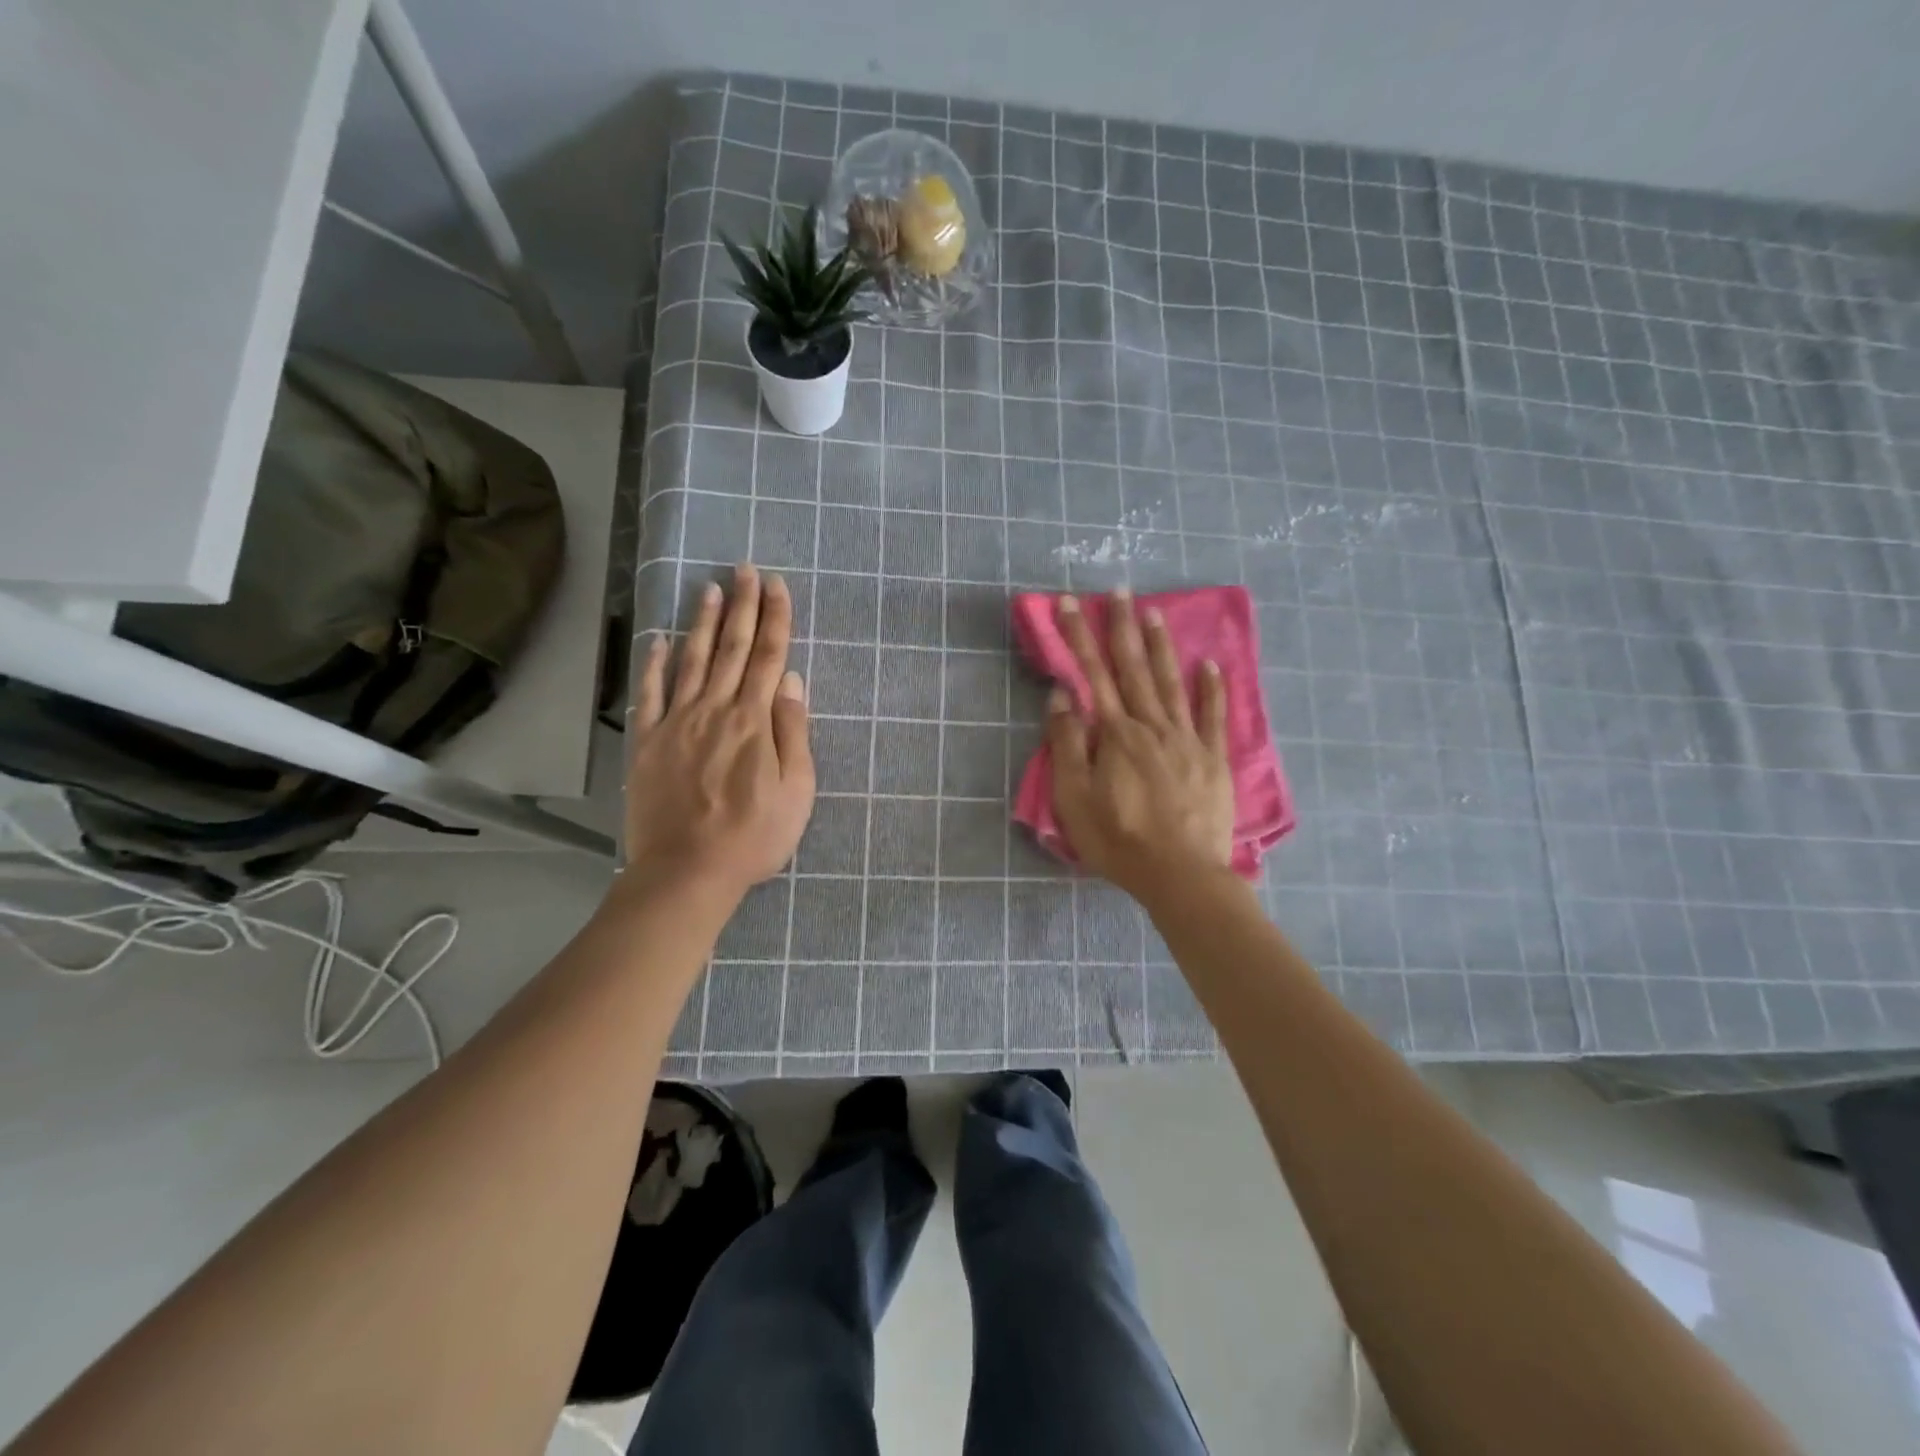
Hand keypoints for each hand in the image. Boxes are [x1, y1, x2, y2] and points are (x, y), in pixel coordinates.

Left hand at [622, 564, 814, 900]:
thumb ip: (794, 733)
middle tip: (745, 569)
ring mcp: (677, 723)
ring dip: (704, 622)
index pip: (770, 657)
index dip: (776, 618)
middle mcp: (715, 710)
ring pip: (693, 660)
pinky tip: (660, 639)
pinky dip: (655, 663)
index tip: (777, 584)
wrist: (688, 871)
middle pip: (733, 649)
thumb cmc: (753, 837)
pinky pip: (651, 693)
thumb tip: (792, 681)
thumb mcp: (796, 791)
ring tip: (711, 588)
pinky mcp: (649, 742)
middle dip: (743, 606)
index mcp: (754, 721)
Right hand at [1047, 590, 1235, 903]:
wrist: (1180, 874)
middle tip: (1119, 590)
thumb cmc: (1118, 839)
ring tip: (1155, 612)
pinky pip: (1212, 716)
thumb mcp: (1074, 798)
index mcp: (1116, 734)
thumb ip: (1068, 744)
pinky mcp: (1212, 759)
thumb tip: (1063, 695)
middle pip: (1133, 668)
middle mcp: (1152, 726)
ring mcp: (1186, 740)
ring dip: (1160, 646)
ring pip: (1171, 682)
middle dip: (1122, 627)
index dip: (1079, 636)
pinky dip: (1211, 688)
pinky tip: (1209, 664)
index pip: (1093, 674)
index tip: (1069, 602)